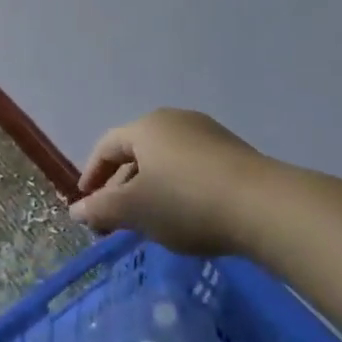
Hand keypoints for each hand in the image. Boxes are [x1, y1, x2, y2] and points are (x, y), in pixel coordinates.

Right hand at [72, 108, 301, 257]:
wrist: (264, 206)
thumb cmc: (186, 201)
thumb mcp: (135, 209)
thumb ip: (101, 209)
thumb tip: (76, 210)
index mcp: (146, 126)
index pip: (107, 146)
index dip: (92, 174)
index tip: (87, 202)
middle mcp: (175, 121)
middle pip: (137, 152)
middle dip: (122, 185)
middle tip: (117, 218)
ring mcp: (208, 134)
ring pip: (166, 161)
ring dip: (151, 188)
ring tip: (151, 221)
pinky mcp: (234, 153)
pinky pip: (193, 167)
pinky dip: (179, 188)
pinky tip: (186, 216)